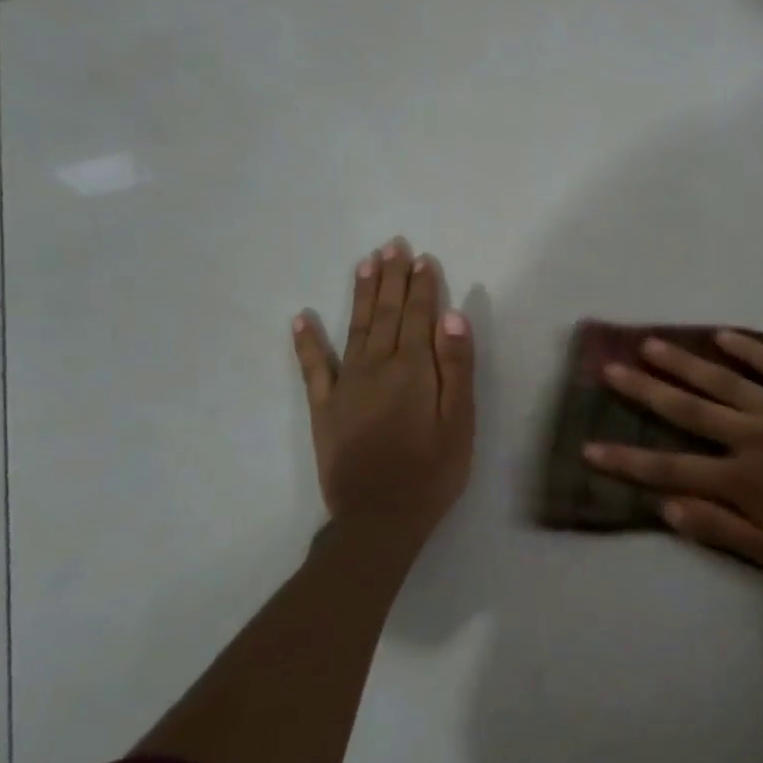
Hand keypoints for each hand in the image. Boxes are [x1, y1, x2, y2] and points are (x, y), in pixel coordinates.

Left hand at [292, 237, 474, 546]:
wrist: (379, 517)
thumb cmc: (433, 471)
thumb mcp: (460, 422)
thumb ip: (456, 367)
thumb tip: (452, 315)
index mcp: (414, 370)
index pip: (420, 316)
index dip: (422, 286)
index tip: (422, 257)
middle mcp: (377, 366)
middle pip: (387, 314)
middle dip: (392, 278)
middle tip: (393, 245)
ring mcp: (346, 385)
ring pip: (355, 328)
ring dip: (362, 294)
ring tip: (365, 263)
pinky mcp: (324, 407)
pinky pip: (313, 367)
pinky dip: (306, 341)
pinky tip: (301, 318)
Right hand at [585, 331, 762, 579]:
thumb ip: (717, 528)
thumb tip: (664, 507)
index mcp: (740, 479)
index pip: (669, 468)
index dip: (626, 459)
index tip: (590, 446)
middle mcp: (752, 436)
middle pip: (687, 409)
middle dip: (644, 390)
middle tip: (610, 368)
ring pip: (723, 379)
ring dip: (684, 361)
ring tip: (651, 343)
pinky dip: (748, 349)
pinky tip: (723, 334)